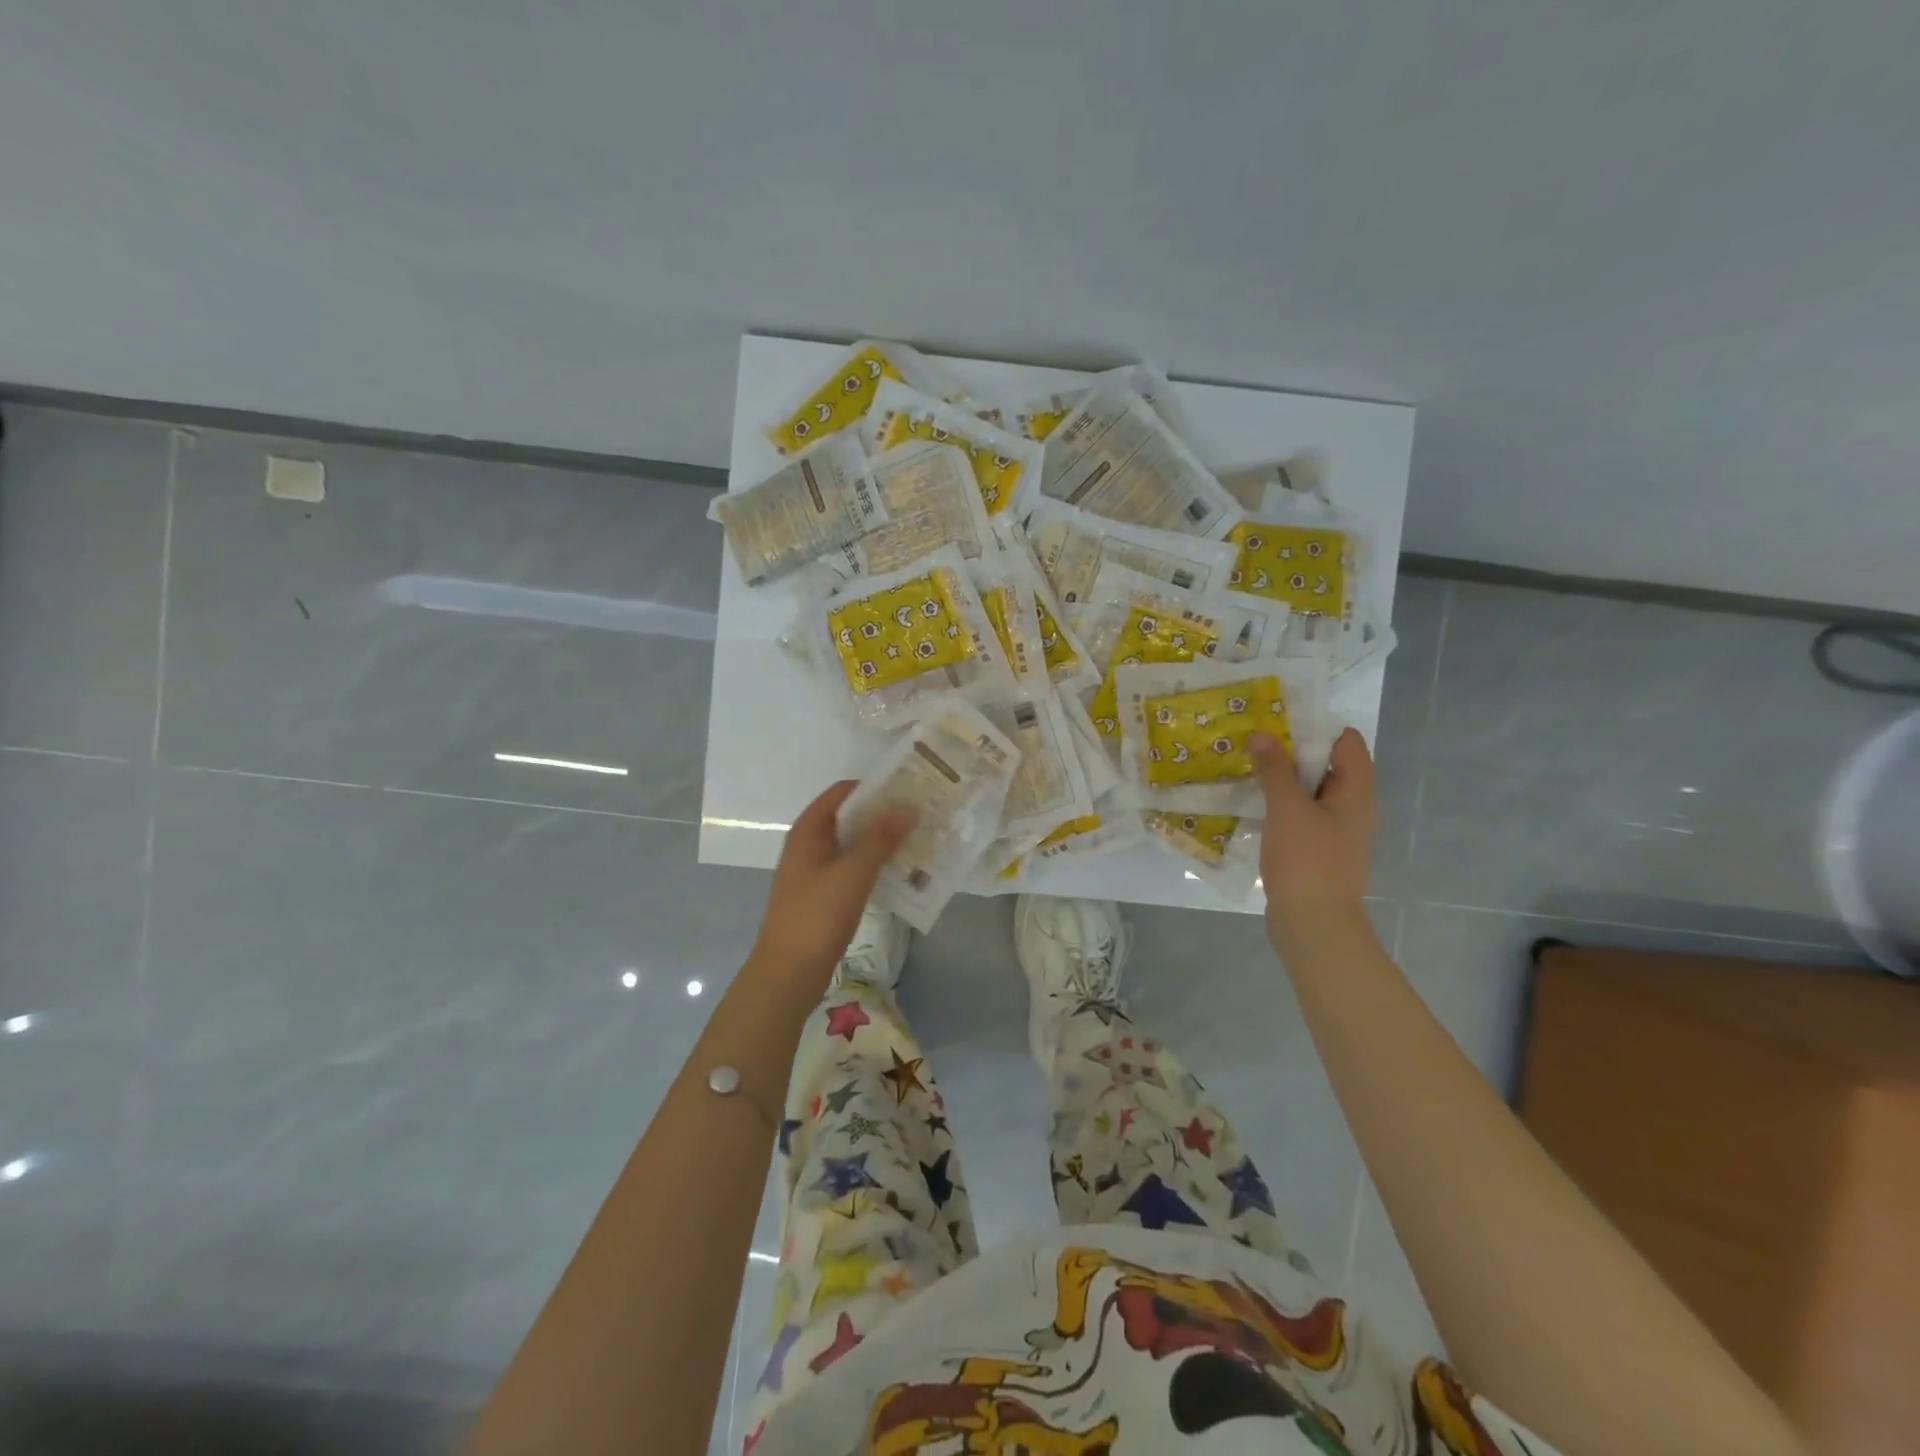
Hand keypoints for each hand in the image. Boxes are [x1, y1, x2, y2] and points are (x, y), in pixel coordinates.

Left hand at [746, 781, 913, 996]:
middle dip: (882, 814)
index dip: (874, 787)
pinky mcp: (823, 894)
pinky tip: (900, 871)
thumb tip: (908, 807)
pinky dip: (874, 864)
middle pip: (848, 816)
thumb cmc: (817, 916)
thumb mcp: (853, 873)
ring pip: (852, 844)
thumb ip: (881, 839)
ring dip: (881, 840)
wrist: (788, 973)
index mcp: (809, 831)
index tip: (909, 789)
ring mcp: (815, 870)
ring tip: (918, 839)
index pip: (843, 792)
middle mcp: (809, 844)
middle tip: (921, 814)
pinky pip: (852, 868)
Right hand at [1248, 728, 1374, 953]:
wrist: (1313, 925)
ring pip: (1309, 791)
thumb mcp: (1287, 809)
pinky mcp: (1314, 850)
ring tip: (1246, 763)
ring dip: (1282, 777)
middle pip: (1326, 765)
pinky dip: (1278, 804)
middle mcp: (1350, 808)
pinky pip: (1298, 815)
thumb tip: (1262, 734)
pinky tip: (1250, 802)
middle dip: (1292, 749)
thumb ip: (1275, 770)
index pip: (1347, 742)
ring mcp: (1333, 831)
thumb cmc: (1308, 860)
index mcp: (1356, 792)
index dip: (1317, 726)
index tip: (1280, 717)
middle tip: (1254, 737)